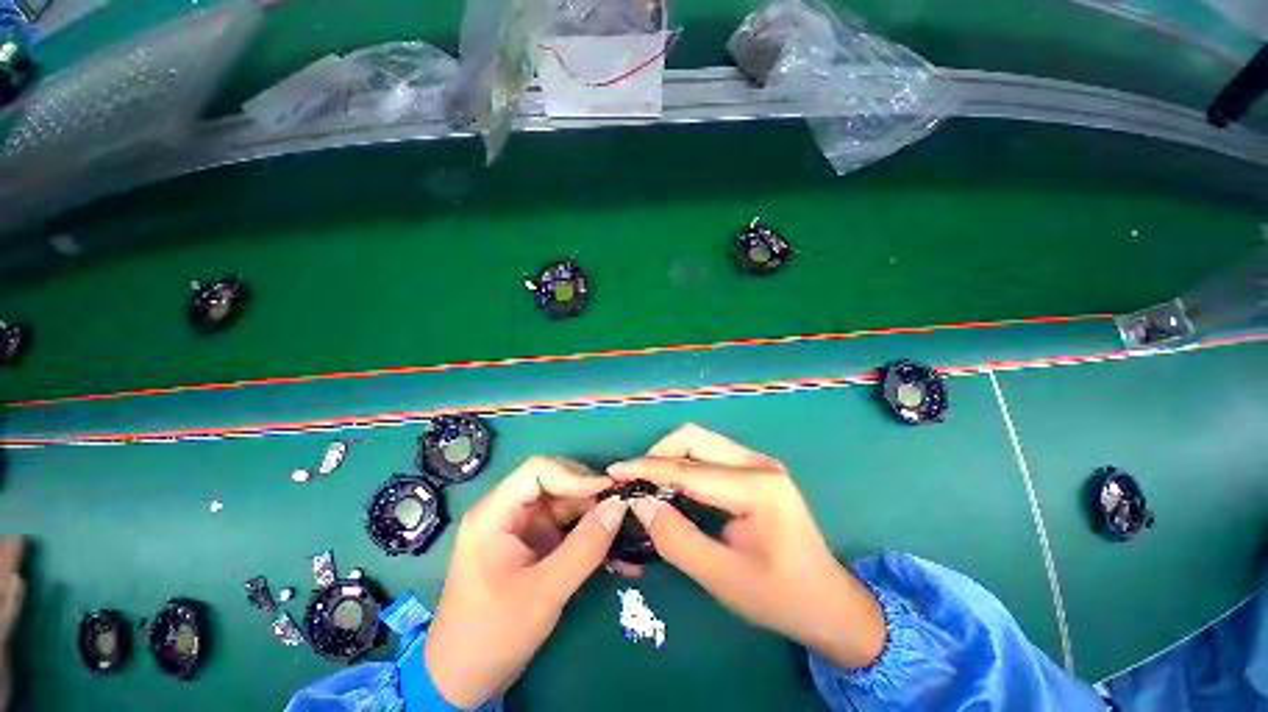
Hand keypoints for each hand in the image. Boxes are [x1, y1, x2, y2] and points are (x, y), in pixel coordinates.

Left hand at [425, 457, 626, 707]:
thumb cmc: (493, 635)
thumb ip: (585, 547)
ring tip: (622, 528)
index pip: (537, 471)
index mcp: (494, 514)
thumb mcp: (545, 592)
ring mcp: (521, 528)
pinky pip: (565, 527)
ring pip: (564, 504)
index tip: (607, 491)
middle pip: (553, 483)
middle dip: (587, 494)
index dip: (574, 475)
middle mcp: (507, 512)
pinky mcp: (532, 545)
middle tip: (618, 509)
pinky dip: (587, 533)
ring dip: (593, 514)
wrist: (464, 681)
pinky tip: (611, 547)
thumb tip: (619, 506)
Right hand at [609, 424, 885, 668]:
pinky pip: (710, 454)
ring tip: (649, 485)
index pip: (689, 470)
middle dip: (658, 455)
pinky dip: (685, 465)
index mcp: (757, 488)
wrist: (829, 602)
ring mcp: (758, 462)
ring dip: (670, 458)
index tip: (614, 472)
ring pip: (700, 441)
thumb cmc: (779, 597)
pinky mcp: (755, 468)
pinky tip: (673, 486)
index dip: (647, 469)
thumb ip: (676, 539)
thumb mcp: (722, 578)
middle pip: (694, 437)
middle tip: (634, 482)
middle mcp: (758, 463)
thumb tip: (638, 503)